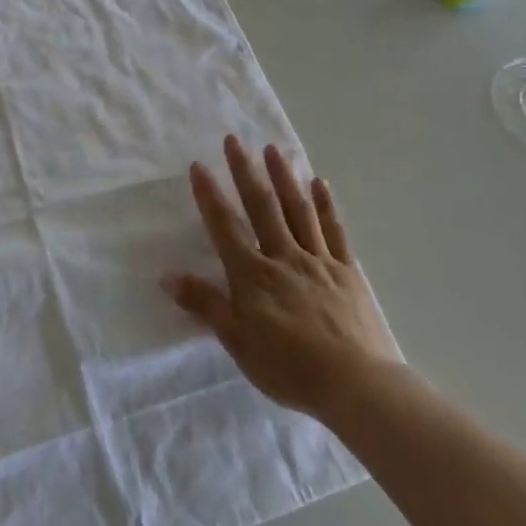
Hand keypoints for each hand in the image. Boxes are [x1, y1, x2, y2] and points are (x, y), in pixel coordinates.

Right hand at [165, 136, 399, 423]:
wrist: (357, 385)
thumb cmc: (289, 368)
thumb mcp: (238, 342)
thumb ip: (206, 305)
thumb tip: (168, 276)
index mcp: (253, 275)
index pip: (225, 227)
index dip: (210, 196)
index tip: (199, 165)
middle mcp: (283, 257)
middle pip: (262, 207)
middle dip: (245, 172)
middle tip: (234, 140)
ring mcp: (319, 261)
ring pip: (298, 211)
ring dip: (284, 177)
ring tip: (273, 149)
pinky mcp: (348, 271)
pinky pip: (334, 231)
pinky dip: (326, 205)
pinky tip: (320, 183)